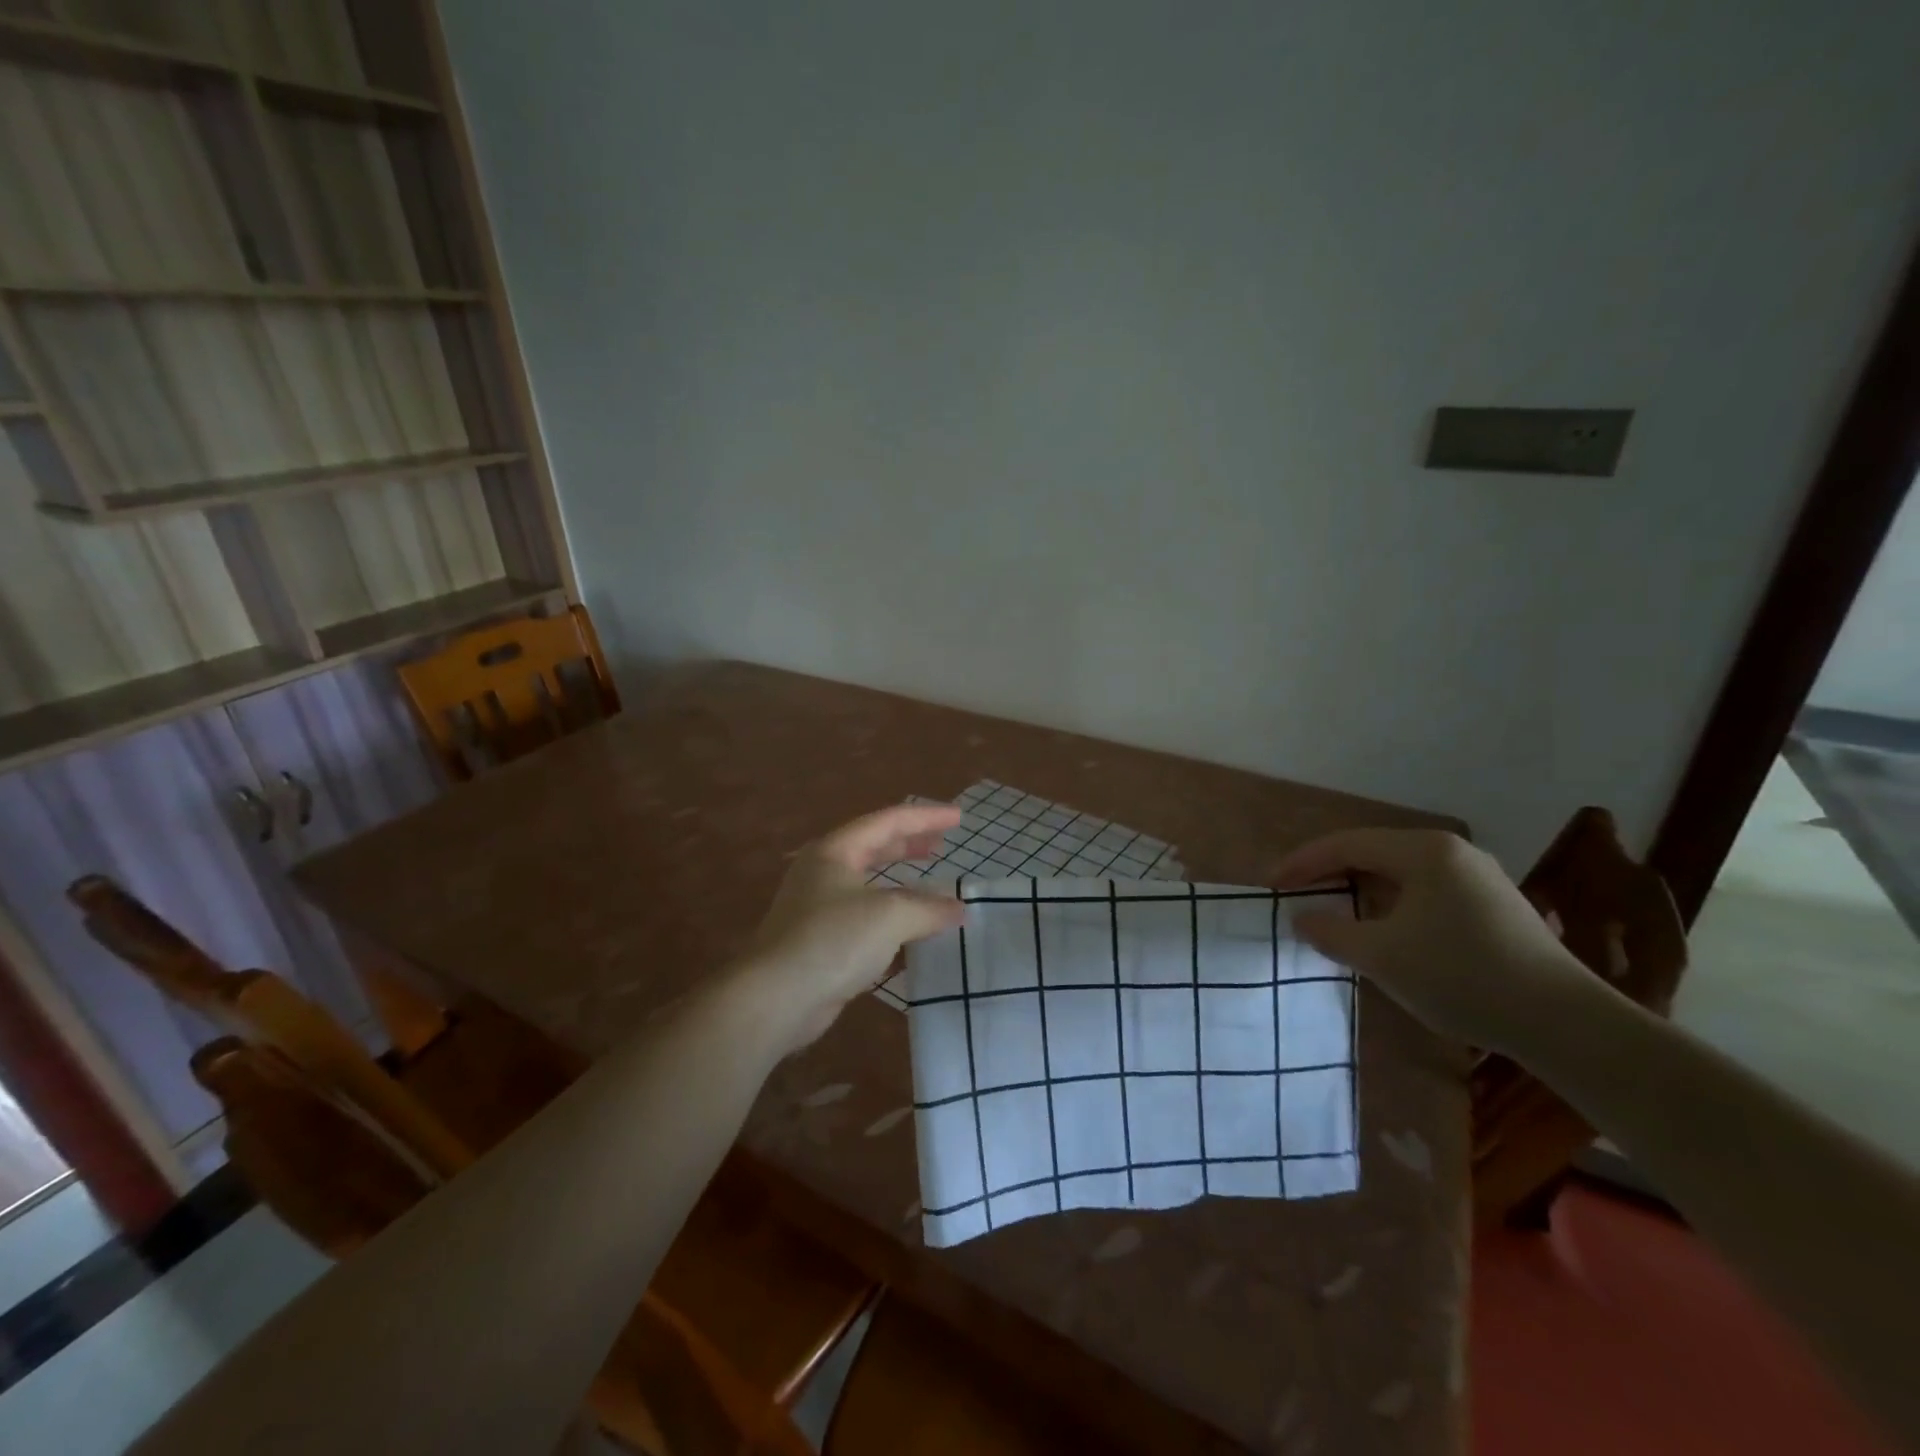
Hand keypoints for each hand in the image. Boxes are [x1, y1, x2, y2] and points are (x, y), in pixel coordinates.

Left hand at [739, 804, 965, 1051]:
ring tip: (930, 882)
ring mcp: (818, 908)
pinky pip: (864, 917)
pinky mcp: (820, 941)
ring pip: (868, 884)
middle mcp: (823, 872)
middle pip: (873, 847)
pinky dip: (891, 915)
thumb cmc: (832, 940)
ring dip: (901, 881)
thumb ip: (928, 907)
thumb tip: (957, 908)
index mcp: (835, 851)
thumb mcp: (890, 916)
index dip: (926, 817)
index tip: (959, 818)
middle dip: (909, 844)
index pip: (888, 821)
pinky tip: (910, 929)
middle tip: (941, 844)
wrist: (775, 998)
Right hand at [1273, 828, 1600, 1055]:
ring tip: (1334, 908)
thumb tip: (1303, 918)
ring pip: (1401, 872)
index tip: (1271, 885)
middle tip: (1296, 892)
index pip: (1346, 845)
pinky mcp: (1495, 905)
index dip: (1302, 863)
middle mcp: (1452, 851)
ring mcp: (1479, 877)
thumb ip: (1331, 932)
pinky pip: (1426, 891)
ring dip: (1361, 889)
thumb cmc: (1461, 977)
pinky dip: (1392, 902)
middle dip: (1330, 872)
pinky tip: (1386, 928)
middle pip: (1373, 852)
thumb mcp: (1381, 956)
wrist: (1566, 1023)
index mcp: (1424, 851)